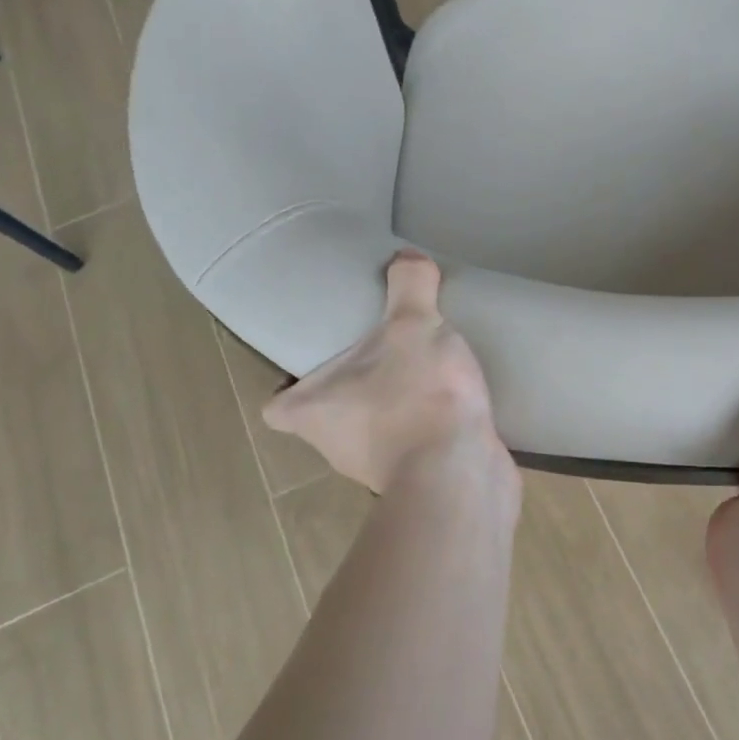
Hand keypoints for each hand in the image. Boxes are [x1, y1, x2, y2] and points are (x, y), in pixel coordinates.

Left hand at [262, 251, 508, 493]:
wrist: (462, 473)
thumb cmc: (415, 396)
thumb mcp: (412, 324)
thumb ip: (409, 285)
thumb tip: (406, 256)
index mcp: (311, 412)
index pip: (276, 407)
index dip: (288, 387)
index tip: (312, 364)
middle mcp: (334, 447)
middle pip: (328, 417)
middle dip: (350, 391)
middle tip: (378, 355)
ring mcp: (377, 471)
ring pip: (373, 434)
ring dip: (392, 410)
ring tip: (422, 374)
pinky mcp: (419, 483)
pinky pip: (416, 450)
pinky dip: (428, 431)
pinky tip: (452, 406)